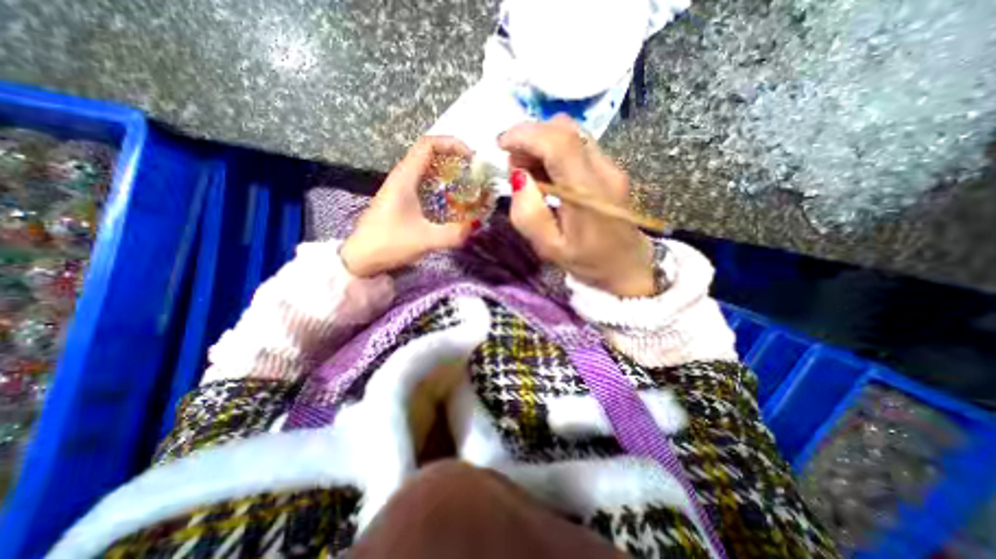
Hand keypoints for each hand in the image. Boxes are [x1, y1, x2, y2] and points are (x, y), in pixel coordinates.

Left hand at [341, 137, 476, 276]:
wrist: (360, 258)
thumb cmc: (388, 244)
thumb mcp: (424, 240)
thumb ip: (453, 233)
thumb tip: (476, 225)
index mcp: (404, 178)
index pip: (428, 145)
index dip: (451, 144)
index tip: (471, 158)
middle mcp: (401, 177)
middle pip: (429, 154)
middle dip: (453, 158)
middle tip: (473, 173)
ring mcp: (400, 188)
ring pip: (426, 169)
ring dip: (447, 172)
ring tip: (467, 185)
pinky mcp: (401, 200)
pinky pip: (424, 184)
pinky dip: (440, 186)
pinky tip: (451, 201)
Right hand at [497, 115, 655, 299]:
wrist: (627, 267)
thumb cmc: (588, 262)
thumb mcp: (550, 248)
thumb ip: (529, 214)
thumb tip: (518, 177)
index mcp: (588, 192)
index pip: (558, 143)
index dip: (526, 135)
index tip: (501, 144)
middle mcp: (603, 170)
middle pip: (564, 129)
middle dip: (530, 138)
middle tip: (515, 167)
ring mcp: (610, 166)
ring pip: (571, 133)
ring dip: (541, 143)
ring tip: (530, 173)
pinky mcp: (610, 169)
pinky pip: (577, 145)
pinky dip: (554, 151)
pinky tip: (547, 175)